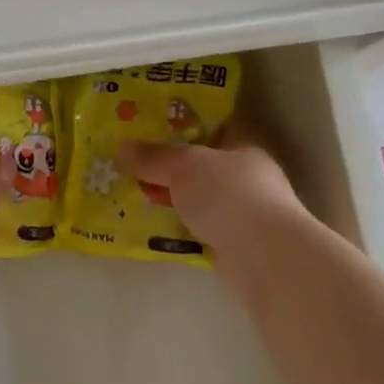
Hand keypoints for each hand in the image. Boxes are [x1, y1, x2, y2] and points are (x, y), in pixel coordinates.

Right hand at [118, 123, 306, 253]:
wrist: (263, 257)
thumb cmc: (229, 196)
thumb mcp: (184, 165)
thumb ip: (153, 156)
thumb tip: (121, 146)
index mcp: (244, 147)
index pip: (213, 129)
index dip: (181, 127)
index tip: (147, 129)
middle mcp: (247, 178)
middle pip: (201, 167)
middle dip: (168, 168)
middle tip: (129, 165)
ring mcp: (242, 214)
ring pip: (197, 200)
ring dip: (170, 200)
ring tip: (130, 197)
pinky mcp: (233, 245)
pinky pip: (196, 230)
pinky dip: (176, 229)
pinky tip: (149, 228)